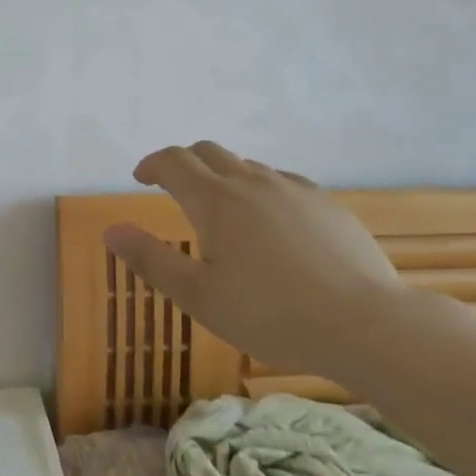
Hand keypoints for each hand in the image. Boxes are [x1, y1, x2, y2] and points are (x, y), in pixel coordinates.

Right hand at [104, 141, 404, 377]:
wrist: (364, 323)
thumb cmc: (270, 313)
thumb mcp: (198, 296)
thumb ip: (151, 260)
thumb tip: (111, 231)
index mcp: (215, 200)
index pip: (174, 162)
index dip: (152, 164)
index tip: (141, 177)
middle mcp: (252, 182)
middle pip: (209, 152)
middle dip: (184, 162)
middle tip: (172, 186)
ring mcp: (294, 189)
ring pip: (247, 166)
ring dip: (223, 175)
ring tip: (221, 209)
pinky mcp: (327, 203)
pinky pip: (282, 182)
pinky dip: (261, 189)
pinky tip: (271, 221)